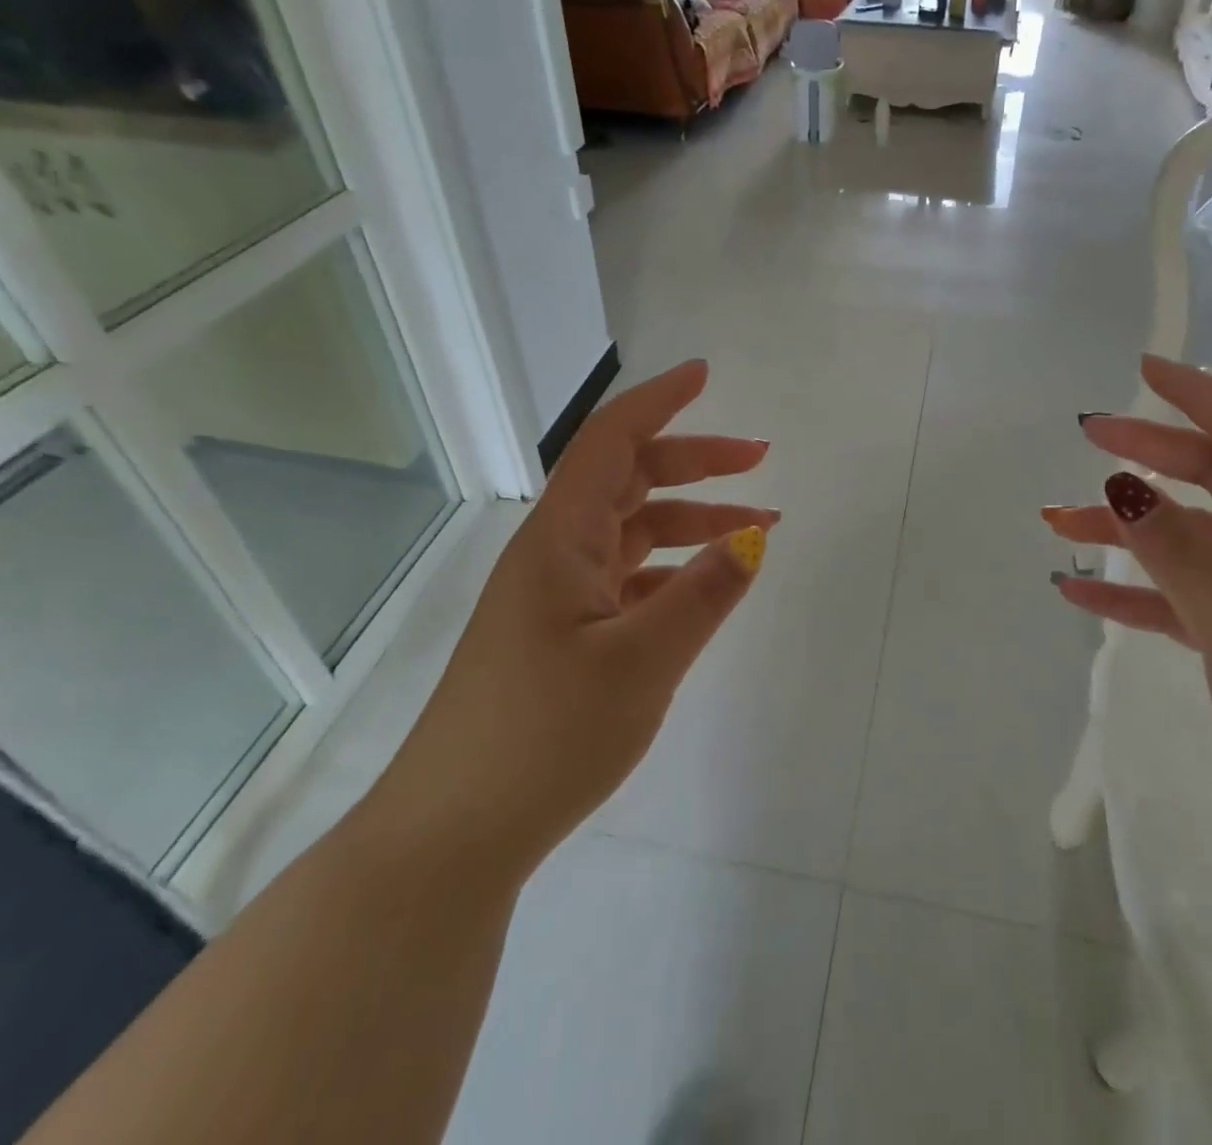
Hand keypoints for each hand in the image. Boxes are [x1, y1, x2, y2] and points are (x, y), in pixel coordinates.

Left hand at [372, 361, 776, 876]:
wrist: (453, 835)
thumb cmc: (543, 737)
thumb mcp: (641, 662)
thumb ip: (703, 594)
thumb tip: (754, 537)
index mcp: (561, 540)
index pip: (611, 441)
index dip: (659, 401)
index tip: (705, 375)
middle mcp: (554, 554)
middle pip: (629, 480)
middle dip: (695, 462)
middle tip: (759, 461)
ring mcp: (556, 596)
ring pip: (633, 531)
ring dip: (692, 521)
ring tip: (758, 531)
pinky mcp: (561, 635)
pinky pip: (626, 578)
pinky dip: (671, 570)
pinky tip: (704, 590)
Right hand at [1042, 356, 1211, 902]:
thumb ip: (1183, 556)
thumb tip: (1119, 482)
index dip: (1204, 398)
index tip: (1144, 370)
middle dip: (1153, 455)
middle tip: (1087, 434)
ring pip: (1192, 541)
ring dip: (1128, 528)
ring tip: (1057, 521)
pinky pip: (1181, 599)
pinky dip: (1133, 590)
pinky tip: (1077, 589)